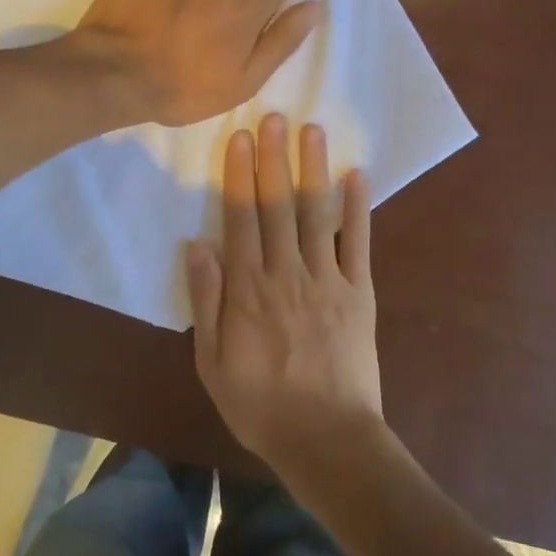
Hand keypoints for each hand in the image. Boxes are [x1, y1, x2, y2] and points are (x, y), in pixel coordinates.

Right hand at [186, 114, 381, 471]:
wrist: (326, 440)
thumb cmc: (260, 405)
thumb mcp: (212, 362)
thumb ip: (206, 301)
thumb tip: (196, 244)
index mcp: (248, 289)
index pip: (240, 219)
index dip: (238, 175)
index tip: (239, 138)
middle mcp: (286, 273)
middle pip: (277, 206)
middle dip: (274, 158)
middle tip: (274, 116)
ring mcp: (327, 280)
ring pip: (316, 214)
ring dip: (313, 169)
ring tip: (311, 130)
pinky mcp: (360, 293)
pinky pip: (359, 243)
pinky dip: (359, 208)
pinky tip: (356, 175)